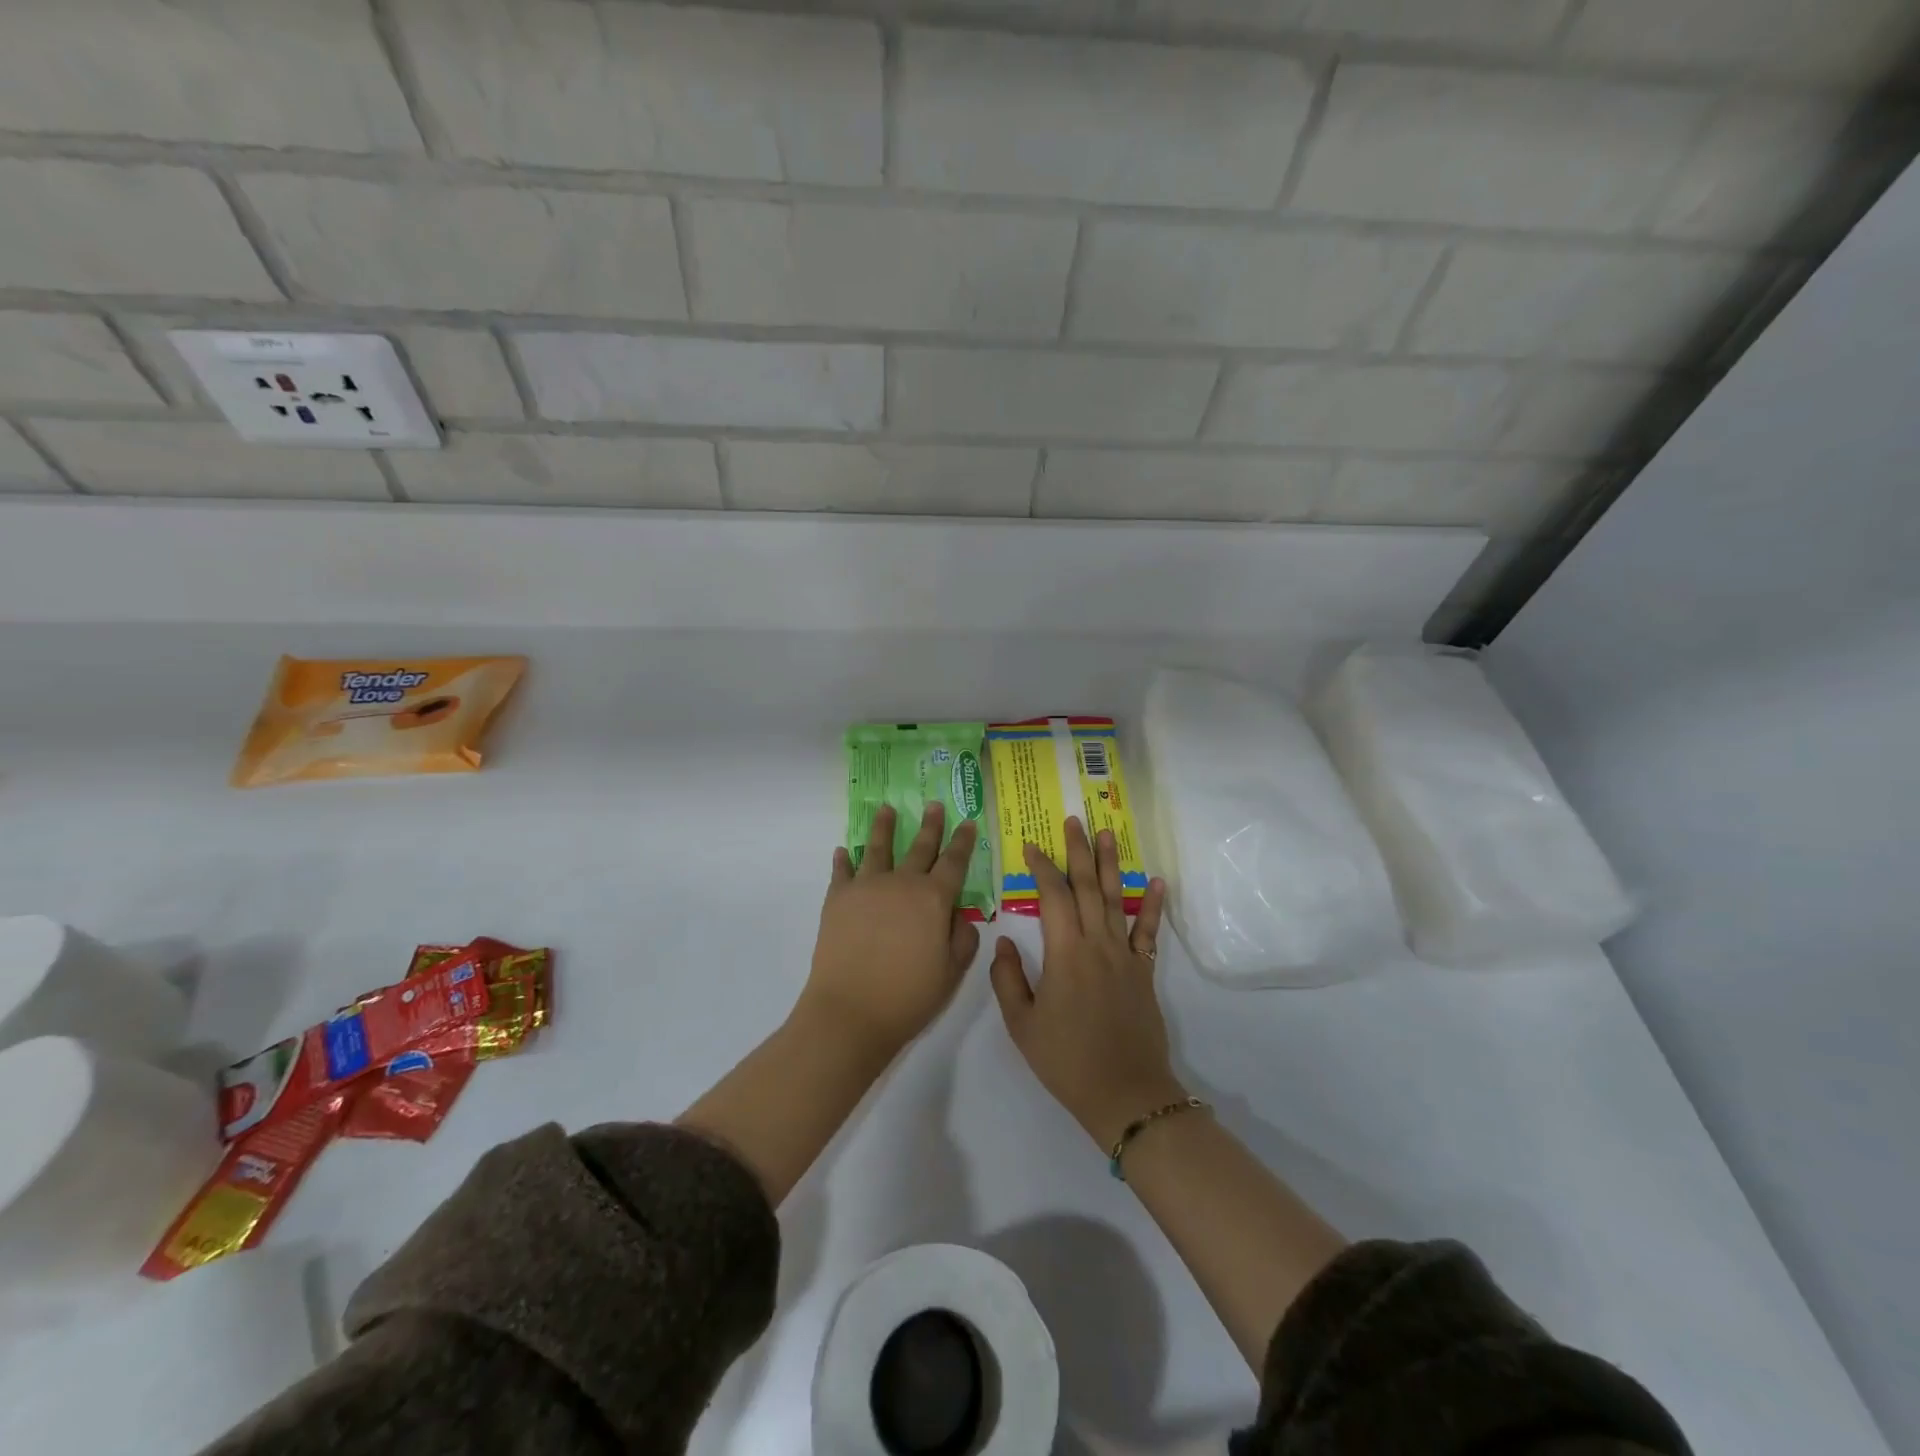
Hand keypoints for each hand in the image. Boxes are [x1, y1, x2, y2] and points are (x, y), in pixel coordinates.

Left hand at [804, 803, 981, 1056]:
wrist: (850, 1011)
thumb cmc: (908, 996)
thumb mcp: (951, 972)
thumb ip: (962, 939)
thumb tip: (959, 916)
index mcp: (934, 899)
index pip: (954, 862)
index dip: (963, 842)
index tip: (968, 822)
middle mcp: (902, 883)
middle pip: (919, 847)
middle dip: (929, 825)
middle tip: (932, 804)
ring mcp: (866, 887)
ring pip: (878, 848)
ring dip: (883, 827)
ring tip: (886, 809)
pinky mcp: (837, 899)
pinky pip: (842, 871)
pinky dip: (843, 860)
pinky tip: (843, 851)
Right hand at [989, 816, 1178, 1148]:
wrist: (1125, 1094)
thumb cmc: (1066, 1061)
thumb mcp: (1022, 1025)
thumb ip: (1008, 979)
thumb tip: (1004, 942)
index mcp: (1065, 954)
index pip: (1053, 897)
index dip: (1041, 868)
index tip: (1031, 846)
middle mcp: (1097, 945)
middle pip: (1088, 887)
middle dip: (1078, 851)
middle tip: (1074, 820)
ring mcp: (1125, 956)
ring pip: (1117, 899)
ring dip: (1111, 864)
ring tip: (1107, 833)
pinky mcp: (1144, 972)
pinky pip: (1148, 932)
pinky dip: (1152, 905)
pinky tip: (1155, 881)